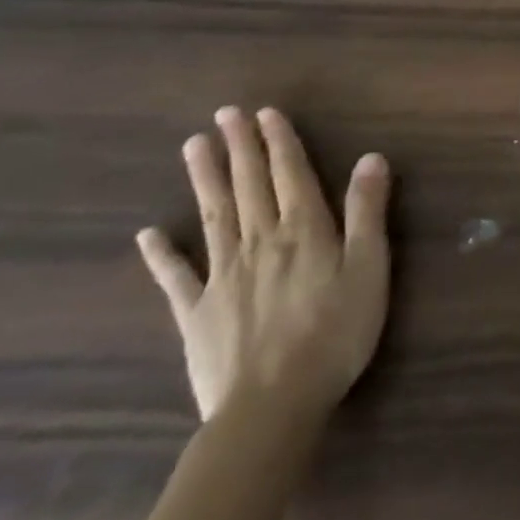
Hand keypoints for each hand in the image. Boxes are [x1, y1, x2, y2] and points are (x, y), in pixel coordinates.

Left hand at [136, 106, 391, 423]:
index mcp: (304, 230)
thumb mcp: (369, 267)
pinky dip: (161, 254)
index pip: (291, 173)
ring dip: (205, 179)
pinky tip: (148, 233)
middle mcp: (260, 241)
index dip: (280, 141)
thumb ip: (367, 211)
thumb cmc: (335, 332)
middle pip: (249, 185)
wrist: (272, 407)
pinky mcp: (196, 314)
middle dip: (240, 147)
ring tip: (193, 146)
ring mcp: (223, 276)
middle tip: (225, 113)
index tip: (265, 112)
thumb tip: (371, 157)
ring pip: (214, 216)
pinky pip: (176, 278)